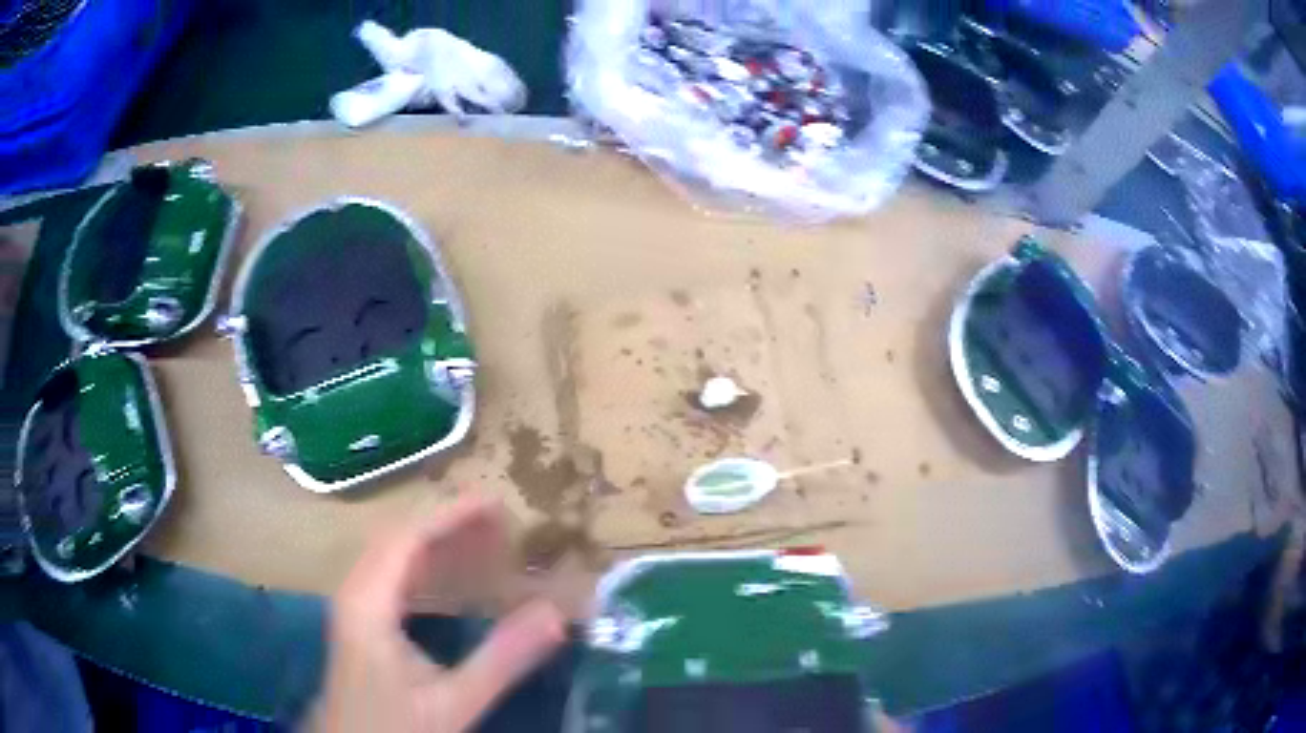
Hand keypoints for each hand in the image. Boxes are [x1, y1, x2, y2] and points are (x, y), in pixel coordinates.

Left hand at [309, 495, 566, 731]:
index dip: (451, 515)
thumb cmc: (396, 726)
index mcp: (368, 602)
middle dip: (448, 525)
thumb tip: (554, 613)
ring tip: (485, 543)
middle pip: (398, 540)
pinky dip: (426, 569)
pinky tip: (454, 582)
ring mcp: (355, 607)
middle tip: (502, 524)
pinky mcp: (361, 623)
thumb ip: (502, 659)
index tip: (497, 503)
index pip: (407, 538)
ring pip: (394, 558)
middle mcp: (355, 593)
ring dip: (437, 545)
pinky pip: (393, 579)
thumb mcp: (454, 701)